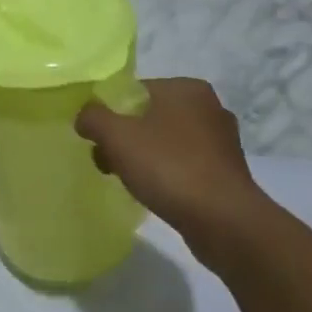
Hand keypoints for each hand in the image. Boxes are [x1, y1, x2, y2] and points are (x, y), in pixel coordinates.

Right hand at [76, 78, 264, 260]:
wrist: (224, 222)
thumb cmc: (169, 168)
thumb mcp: (117, 137)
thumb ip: (93, 118)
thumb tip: (85, 115)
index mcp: (186, 88)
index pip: (135, 91)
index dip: (110, 113)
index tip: (97, 139)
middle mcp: (209, 107)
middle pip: (149, 116)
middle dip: (125, 138)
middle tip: (107, 162)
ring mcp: (222, 141)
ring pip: (166, 142)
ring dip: (144, 158)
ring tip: (128, 181)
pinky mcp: (227, 172)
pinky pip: (184, 165)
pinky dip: (167, 175)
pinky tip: (155, 193)